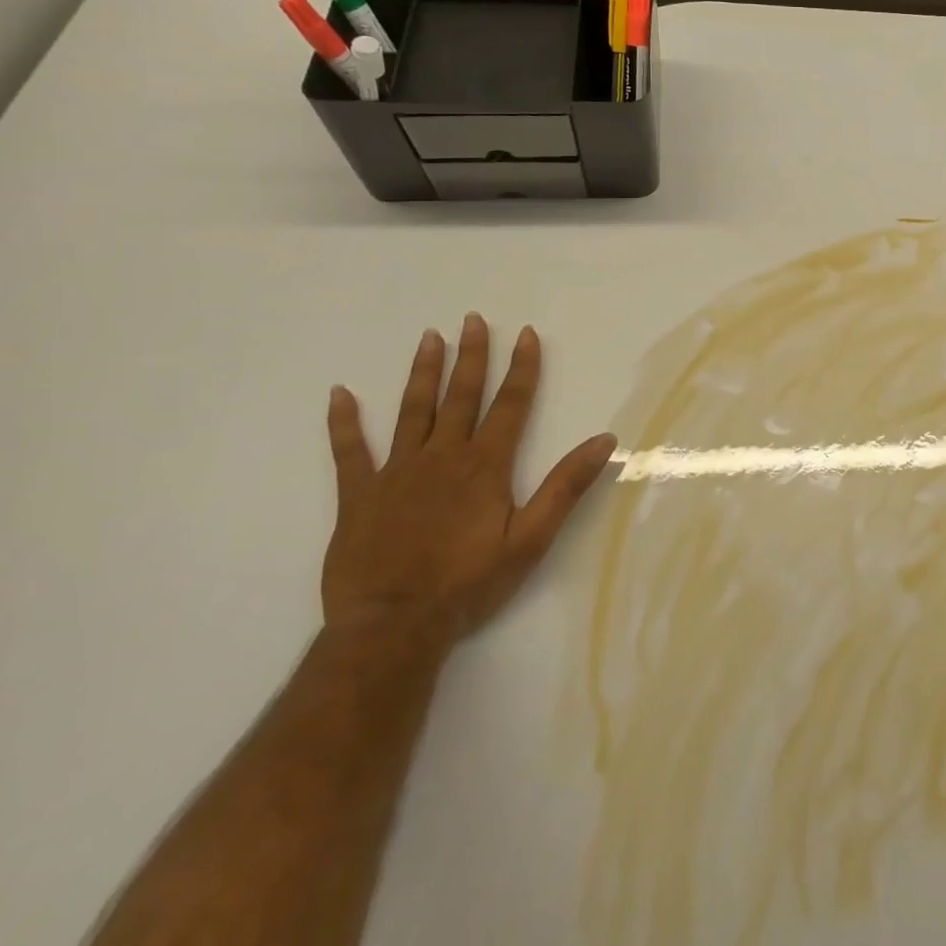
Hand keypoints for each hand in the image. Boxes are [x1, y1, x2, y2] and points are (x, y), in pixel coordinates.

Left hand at [321, 313, 616, 651]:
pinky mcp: (358, 495)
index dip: (522, 368)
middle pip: (461, 396)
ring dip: (422, 372)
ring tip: (429, 337)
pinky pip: (349, 451)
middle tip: (473, 319)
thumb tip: (605, 440)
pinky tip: (340, 394)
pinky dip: (344, 422)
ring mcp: (396, 472)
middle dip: (472, 356)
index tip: (526, 334)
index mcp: (485, 465)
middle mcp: (443, 456)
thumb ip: (565, 486)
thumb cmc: (468, 584)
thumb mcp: (530, 538)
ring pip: (412, 411)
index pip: (511, 404)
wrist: (393, 626)